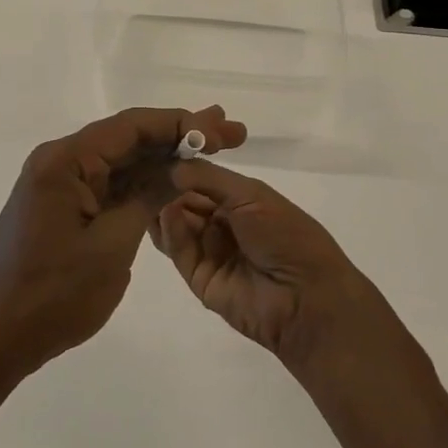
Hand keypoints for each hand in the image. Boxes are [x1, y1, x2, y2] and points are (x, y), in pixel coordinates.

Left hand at [0, 106, 246, 386]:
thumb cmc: (55, 294)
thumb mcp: (113, 245)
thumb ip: (149, 197)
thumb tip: (184, 165)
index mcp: (64, 161)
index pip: (131, 126)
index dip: (180, 124)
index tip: (220, 130)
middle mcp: (59, 161)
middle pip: (128, 138)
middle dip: (179, 136)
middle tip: (230, 133)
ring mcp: (60, 183)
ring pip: (121, 160)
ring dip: (164, 157)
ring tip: (214, 147)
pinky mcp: (63, 205)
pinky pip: (109, 183)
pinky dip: (142, 182)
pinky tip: (175, 178)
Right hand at [151, 159, 384, 368]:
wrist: (306, 297)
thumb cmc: (286, 235)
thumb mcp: (251, 195)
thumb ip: (208, 178)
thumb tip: (170, 165)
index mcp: (240, 200)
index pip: (201, 179)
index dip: (181, 167)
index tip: (154, 150)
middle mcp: (222, 223)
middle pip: (184, 201)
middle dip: (166, 186)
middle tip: (142, 169)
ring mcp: (209, 251)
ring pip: (176, 225)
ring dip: (164, 206)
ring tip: (146, 187)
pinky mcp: (198, 278)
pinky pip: (179, 250)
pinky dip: (170, 231)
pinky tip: (165, 212)